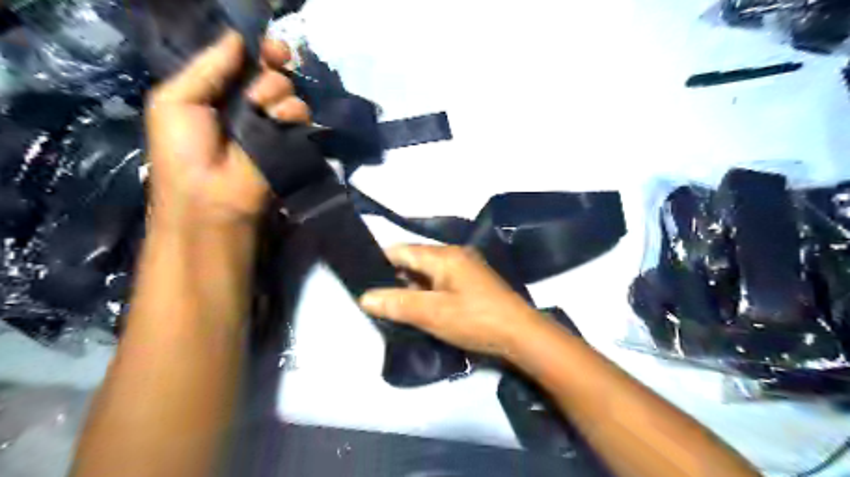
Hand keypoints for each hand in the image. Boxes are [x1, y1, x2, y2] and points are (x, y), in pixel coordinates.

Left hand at [148, 30, 310, 230]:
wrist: (210, 195)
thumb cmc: (182, 148)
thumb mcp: (176, 99)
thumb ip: (208, 66)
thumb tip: (237, 37)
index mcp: (219, 91)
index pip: (245, 61)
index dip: (258, 49)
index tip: (267, 46)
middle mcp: (249, 103)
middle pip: (272, 70)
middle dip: (271, 64)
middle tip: (270, 64)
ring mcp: (272, 123)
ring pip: (288, 89)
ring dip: (276, 91)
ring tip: (260, 108)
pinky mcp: (291, 140)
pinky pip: (301, 114)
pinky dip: (292, 112)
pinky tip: (277, 120)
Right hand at [359, 246, 544, 356]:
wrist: (521, 334)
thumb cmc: (475, 320)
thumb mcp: (433, 313)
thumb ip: (398, 303)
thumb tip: (365, 297)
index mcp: (444, 255)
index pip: (402, 250)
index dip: (380, 262)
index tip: (361, 277)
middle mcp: (454, 255)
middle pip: (415, 260)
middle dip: (394, 277)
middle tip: (374, 297)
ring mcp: (465, 269)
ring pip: (427, 273)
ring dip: (411, 287)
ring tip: (390, 305)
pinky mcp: (471, 283)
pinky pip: (440, 282)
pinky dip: (426, 292)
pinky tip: (417, 307)